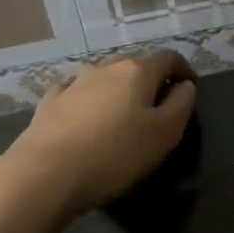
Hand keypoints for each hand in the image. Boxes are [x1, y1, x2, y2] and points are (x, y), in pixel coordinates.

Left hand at [5, 51, 197, 221]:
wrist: (44, 174)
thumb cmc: (115, 154)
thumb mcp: (164, 134)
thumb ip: (181, 104)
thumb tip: (185, 85)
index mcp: (138, 71)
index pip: (169, 58)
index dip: (184, 70)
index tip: (189, 89)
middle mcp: (106, 67)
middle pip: (136, 64)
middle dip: (151, 79)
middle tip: (158, 106)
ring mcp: (74, 82)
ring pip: (105, 76)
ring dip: (118, 88)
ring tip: (121, 113)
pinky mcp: (49, 102)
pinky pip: (76, 91)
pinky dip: (88, 98)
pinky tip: (85, 115)